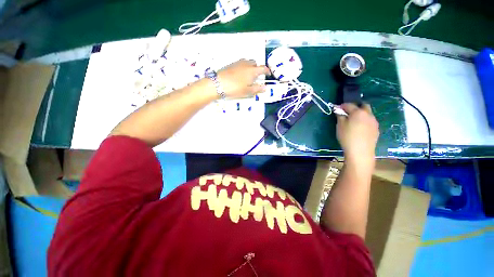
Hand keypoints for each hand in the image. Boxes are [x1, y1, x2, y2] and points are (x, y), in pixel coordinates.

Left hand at [217, 59, 269, 98]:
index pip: (263, 68)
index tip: (268, 74)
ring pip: (247, 62)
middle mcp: (246, 64)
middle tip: (256, 77)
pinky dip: (243, 67)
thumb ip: (257, 89)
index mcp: (252, 71)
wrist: (218, 84)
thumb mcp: (247, 91)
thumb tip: (265, 87)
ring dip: (250, 67)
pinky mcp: (231, 64)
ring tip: (248, 76)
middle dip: (257, 68)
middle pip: (255, 63)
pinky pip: (240, 63)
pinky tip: (239, 75)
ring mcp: (238, 63)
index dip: (267, 71)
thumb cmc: (235, 89)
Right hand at [336, 103, 378, 168]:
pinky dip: (364, 121)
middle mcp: (368, 114)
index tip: (337, 108)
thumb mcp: (340, 126)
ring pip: (368, 114)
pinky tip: (359, 129)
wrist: (360, 151)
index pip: (349, 105)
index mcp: (358, 112)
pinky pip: (370, 121)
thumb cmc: (347, 137)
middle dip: (355, 107)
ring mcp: (374, 122)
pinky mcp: (376, 129)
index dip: (342, 106)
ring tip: (353, 122)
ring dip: (361, 114)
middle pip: (363, 106)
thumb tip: (339, 111)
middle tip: (348, 113)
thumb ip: (340, 116)